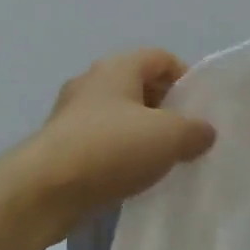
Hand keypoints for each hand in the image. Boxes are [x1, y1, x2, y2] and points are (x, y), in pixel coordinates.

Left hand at [17, 49, 216, 232]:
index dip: (185, 79)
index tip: (200, 111)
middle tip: (185, 138)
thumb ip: (195, 130)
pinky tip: (133, 178)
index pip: (161, 58)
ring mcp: (72, 114)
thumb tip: (204, 132)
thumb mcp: (169, 136)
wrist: (46, 190)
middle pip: (139, 86)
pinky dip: (120, 155)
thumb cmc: (111, 149)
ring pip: (119, 116)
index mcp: (117, 67)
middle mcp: (92, 82)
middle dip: (166, 109)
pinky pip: (101, 142)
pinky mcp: (62, 145)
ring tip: (163, 162)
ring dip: (142, 135)